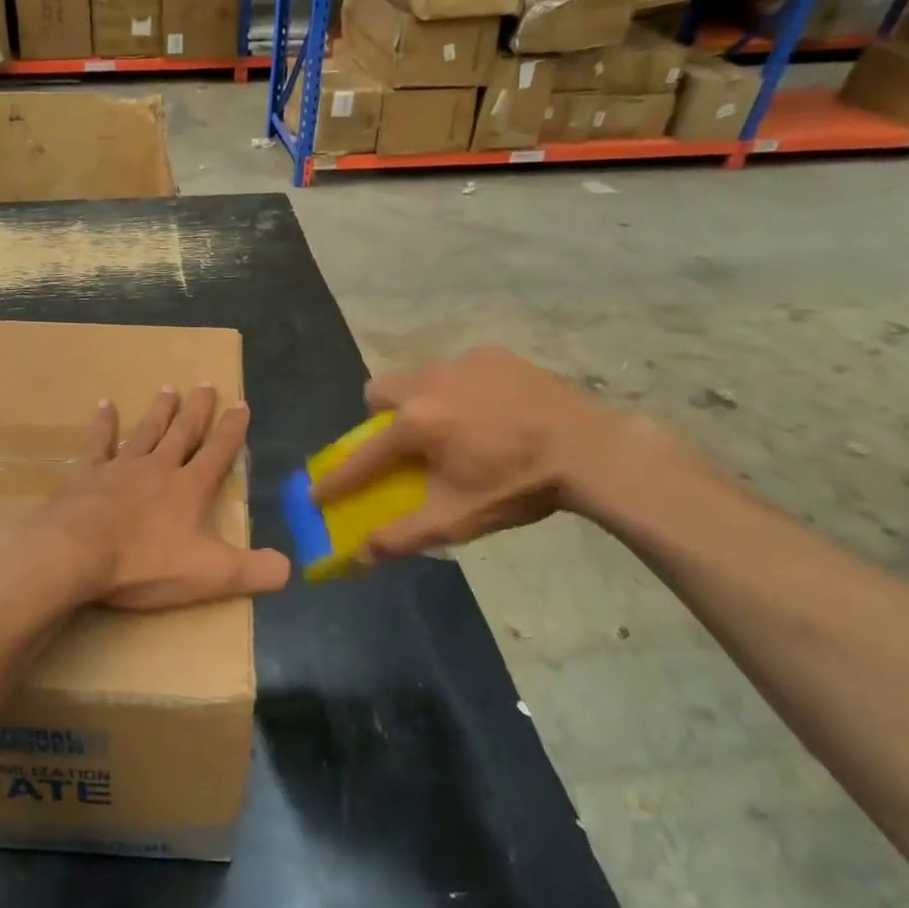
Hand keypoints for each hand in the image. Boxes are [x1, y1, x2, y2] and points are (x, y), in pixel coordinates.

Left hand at [37, 385, 290, 611]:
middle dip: (198, 410)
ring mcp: (121, 468)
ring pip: (146, 431)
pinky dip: (103, 424)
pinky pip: (99, 443)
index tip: (241, 404)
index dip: (233, 430)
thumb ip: (254, 571)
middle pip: (183, 433)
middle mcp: (158, 468)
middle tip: (205, 385)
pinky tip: (105, 404)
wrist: (76, 553)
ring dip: (159, 411)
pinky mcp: (87, 475)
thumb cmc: (145, 564)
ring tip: (168, 389)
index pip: (219, 452)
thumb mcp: (210, 575)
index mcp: (190, 488)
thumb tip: (290, 568)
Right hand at [311, 346, 627, 558]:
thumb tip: (361, 553)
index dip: (337, 479)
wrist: (592, 450)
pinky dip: (459, 389)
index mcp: (415, 423)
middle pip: (378, 392)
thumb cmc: (518, 486)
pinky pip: (456, 369)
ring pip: (417, 376)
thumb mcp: (458, 518)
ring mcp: (461, 362)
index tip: (316, 493)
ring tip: (454, 428)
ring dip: (419, 401)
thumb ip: (404, 534)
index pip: (361, 455)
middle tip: (407, 446)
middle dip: (379, 418)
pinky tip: (490, 411)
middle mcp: (428, 382)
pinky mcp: (492, 354)